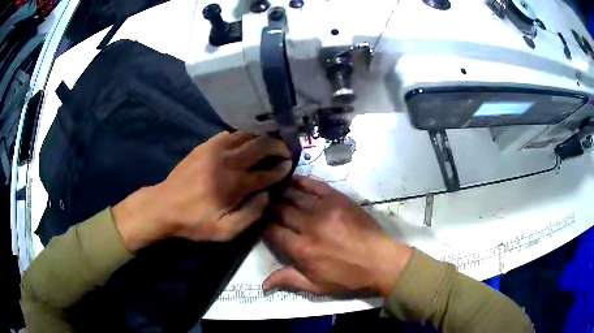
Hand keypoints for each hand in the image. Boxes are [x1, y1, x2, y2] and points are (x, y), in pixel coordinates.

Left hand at [113, 131, 291, 250]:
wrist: (164, 206)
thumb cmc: (195, 221)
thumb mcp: (225, 231)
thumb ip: (251, 215)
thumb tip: (267, 195)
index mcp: (235, 185)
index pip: (267, 173)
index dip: (281, 169)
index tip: (289, 166)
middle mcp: (228, 162)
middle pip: (261, 146)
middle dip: (278, 147)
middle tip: (286, 150)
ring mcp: (215, 150)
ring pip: (247, 135)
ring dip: (262, 138)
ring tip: (270, 143)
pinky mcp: (205, 145)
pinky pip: (230, 134)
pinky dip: (243, 135)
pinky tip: (246, 141)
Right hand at [264, 176, 411, 296]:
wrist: (381, 262)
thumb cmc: (348, 277)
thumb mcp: (317, 287)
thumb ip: (288, 281)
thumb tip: (262, 284)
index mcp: (302, 249)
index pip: (272, 231)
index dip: (262, 225)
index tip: (259, 222)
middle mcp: (309, 226)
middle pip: (280, 210)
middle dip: (269, 207)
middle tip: (263, 204)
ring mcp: (324, 209)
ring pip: (293, 195)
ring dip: (280, 193)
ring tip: (271, 189)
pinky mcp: (338, 198)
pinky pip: (314, 185)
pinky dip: (300, 181)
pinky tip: (290, 178)